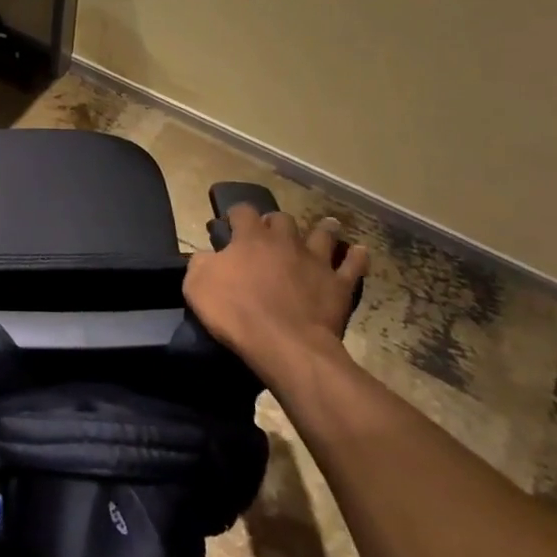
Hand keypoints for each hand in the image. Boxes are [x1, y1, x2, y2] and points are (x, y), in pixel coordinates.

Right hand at [183, 206, 368, 371]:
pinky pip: (352, 265)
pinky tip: (359, 251)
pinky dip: (356, 257)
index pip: (243, 211)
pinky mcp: (338, 284)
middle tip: (271, 234)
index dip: (236, 215)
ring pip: (322, 234)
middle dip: (275, 223)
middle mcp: (284, 241)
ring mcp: (315, 261)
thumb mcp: (197, 285)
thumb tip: (207, 255)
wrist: (284, 344)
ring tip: (323, 227)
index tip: (230, 226)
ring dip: (322, 229)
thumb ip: (201, 263)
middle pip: (282, 219)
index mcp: (250, 237)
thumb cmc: (235, 312)